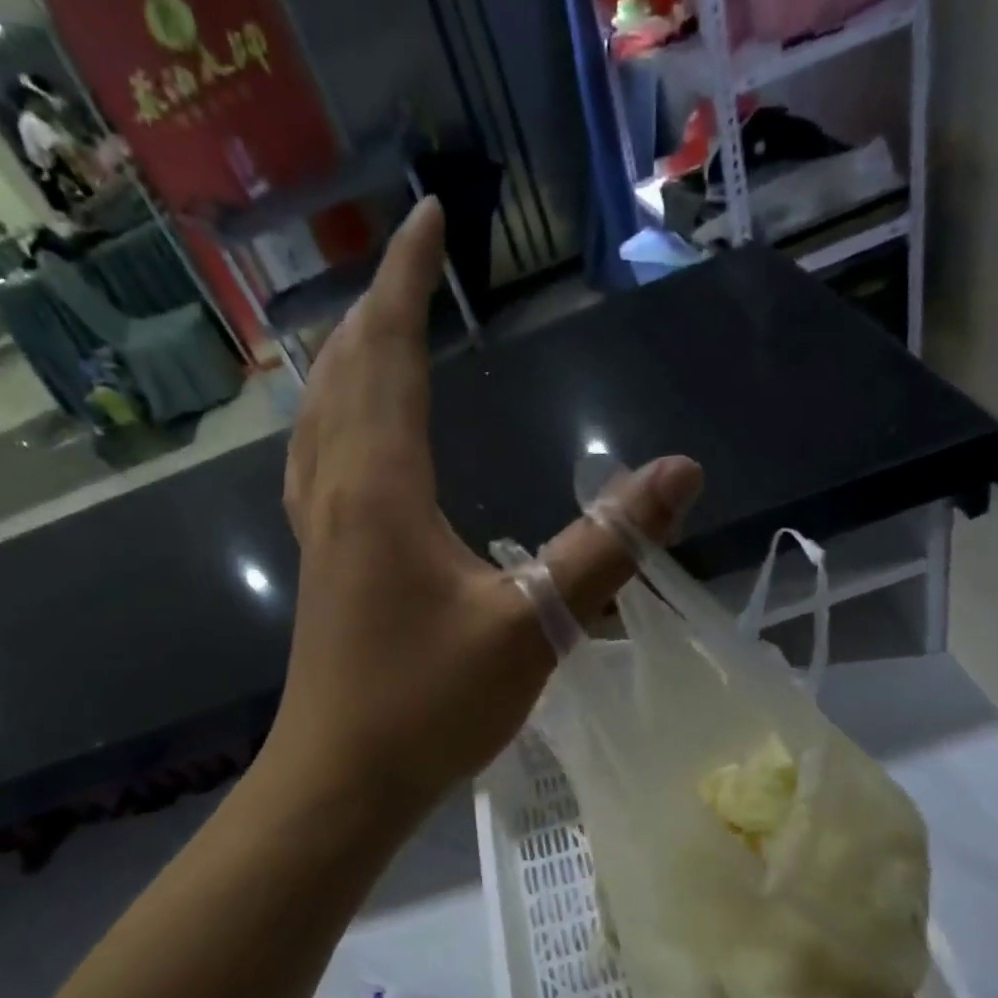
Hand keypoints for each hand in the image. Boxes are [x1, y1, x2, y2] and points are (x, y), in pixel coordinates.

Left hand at [272, 197, 701, 810]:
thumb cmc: (428, 707)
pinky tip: (347, 436)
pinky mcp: (321, 568)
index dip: (409, 279)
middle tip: (411, 261)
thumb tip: (680, 472)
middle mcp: (339, 492)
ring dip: (345, 360)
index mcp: (381, 488)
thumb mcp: (532, 626)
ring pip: (320, 418)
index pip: (390, 353)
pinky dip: (332, 421)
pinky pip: (317, 464)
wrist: (341, 781)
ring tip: (373, 326)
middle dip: (377, 306)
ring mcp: (320, 532)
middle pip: (345, 374)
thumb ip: (605, 547)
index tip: (430, 215)